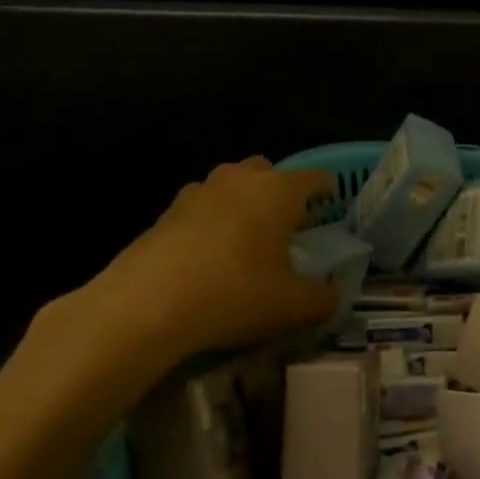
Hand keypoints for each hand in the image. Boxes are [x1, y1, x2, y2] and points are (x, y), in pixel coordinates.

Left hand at [51, 158, 337, 382]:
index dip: (328, 190)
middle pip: (268, 173)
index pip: (314, 178)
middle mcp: (239, 179)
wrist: (146, 304)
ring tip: (247, 242)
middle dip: (281, 193)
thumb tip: (331, 296)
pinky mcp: (166, 212)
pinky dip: (213, 223)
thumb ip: (322, 298)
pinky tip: (211, 257)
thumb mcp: (292, 306)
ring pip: (231, 187)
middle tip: (288, 226)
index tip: (332, 205)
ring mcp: (198, 192)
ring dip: (244, 205)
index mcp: (278, 191)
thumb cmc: (235, 293)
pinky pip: (202, 208)